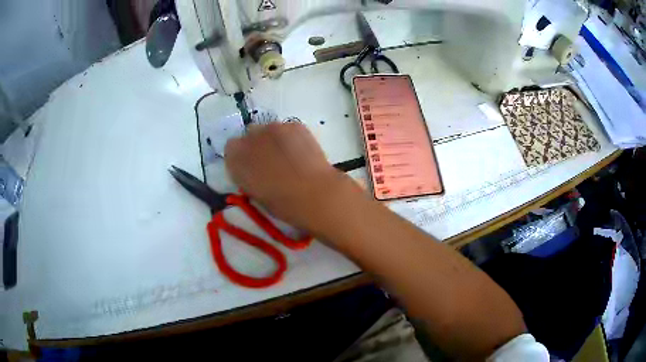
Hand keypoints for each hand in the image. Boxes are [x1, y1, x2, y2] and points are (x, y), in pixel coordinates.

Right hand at [225, 123, 347, 231]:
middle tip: (271, 162)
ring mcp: (273, 128)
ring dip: (275, 141)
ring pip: (270, 130)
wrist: (313, 193)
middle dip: (257, 146)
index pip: (232, 149)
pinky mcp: (294, 125)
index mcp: (235, 158)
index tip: (252, 168)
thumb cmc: (282, 203)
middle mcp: (250, 137)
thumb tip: (253, 170)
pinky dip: (293, 138)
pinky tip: (303, 153)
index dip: (242, 158)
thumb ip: (248, 176)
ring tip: (290, 158)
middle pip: (250, 135)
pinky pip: (289, 129)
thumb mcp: (255, 193)